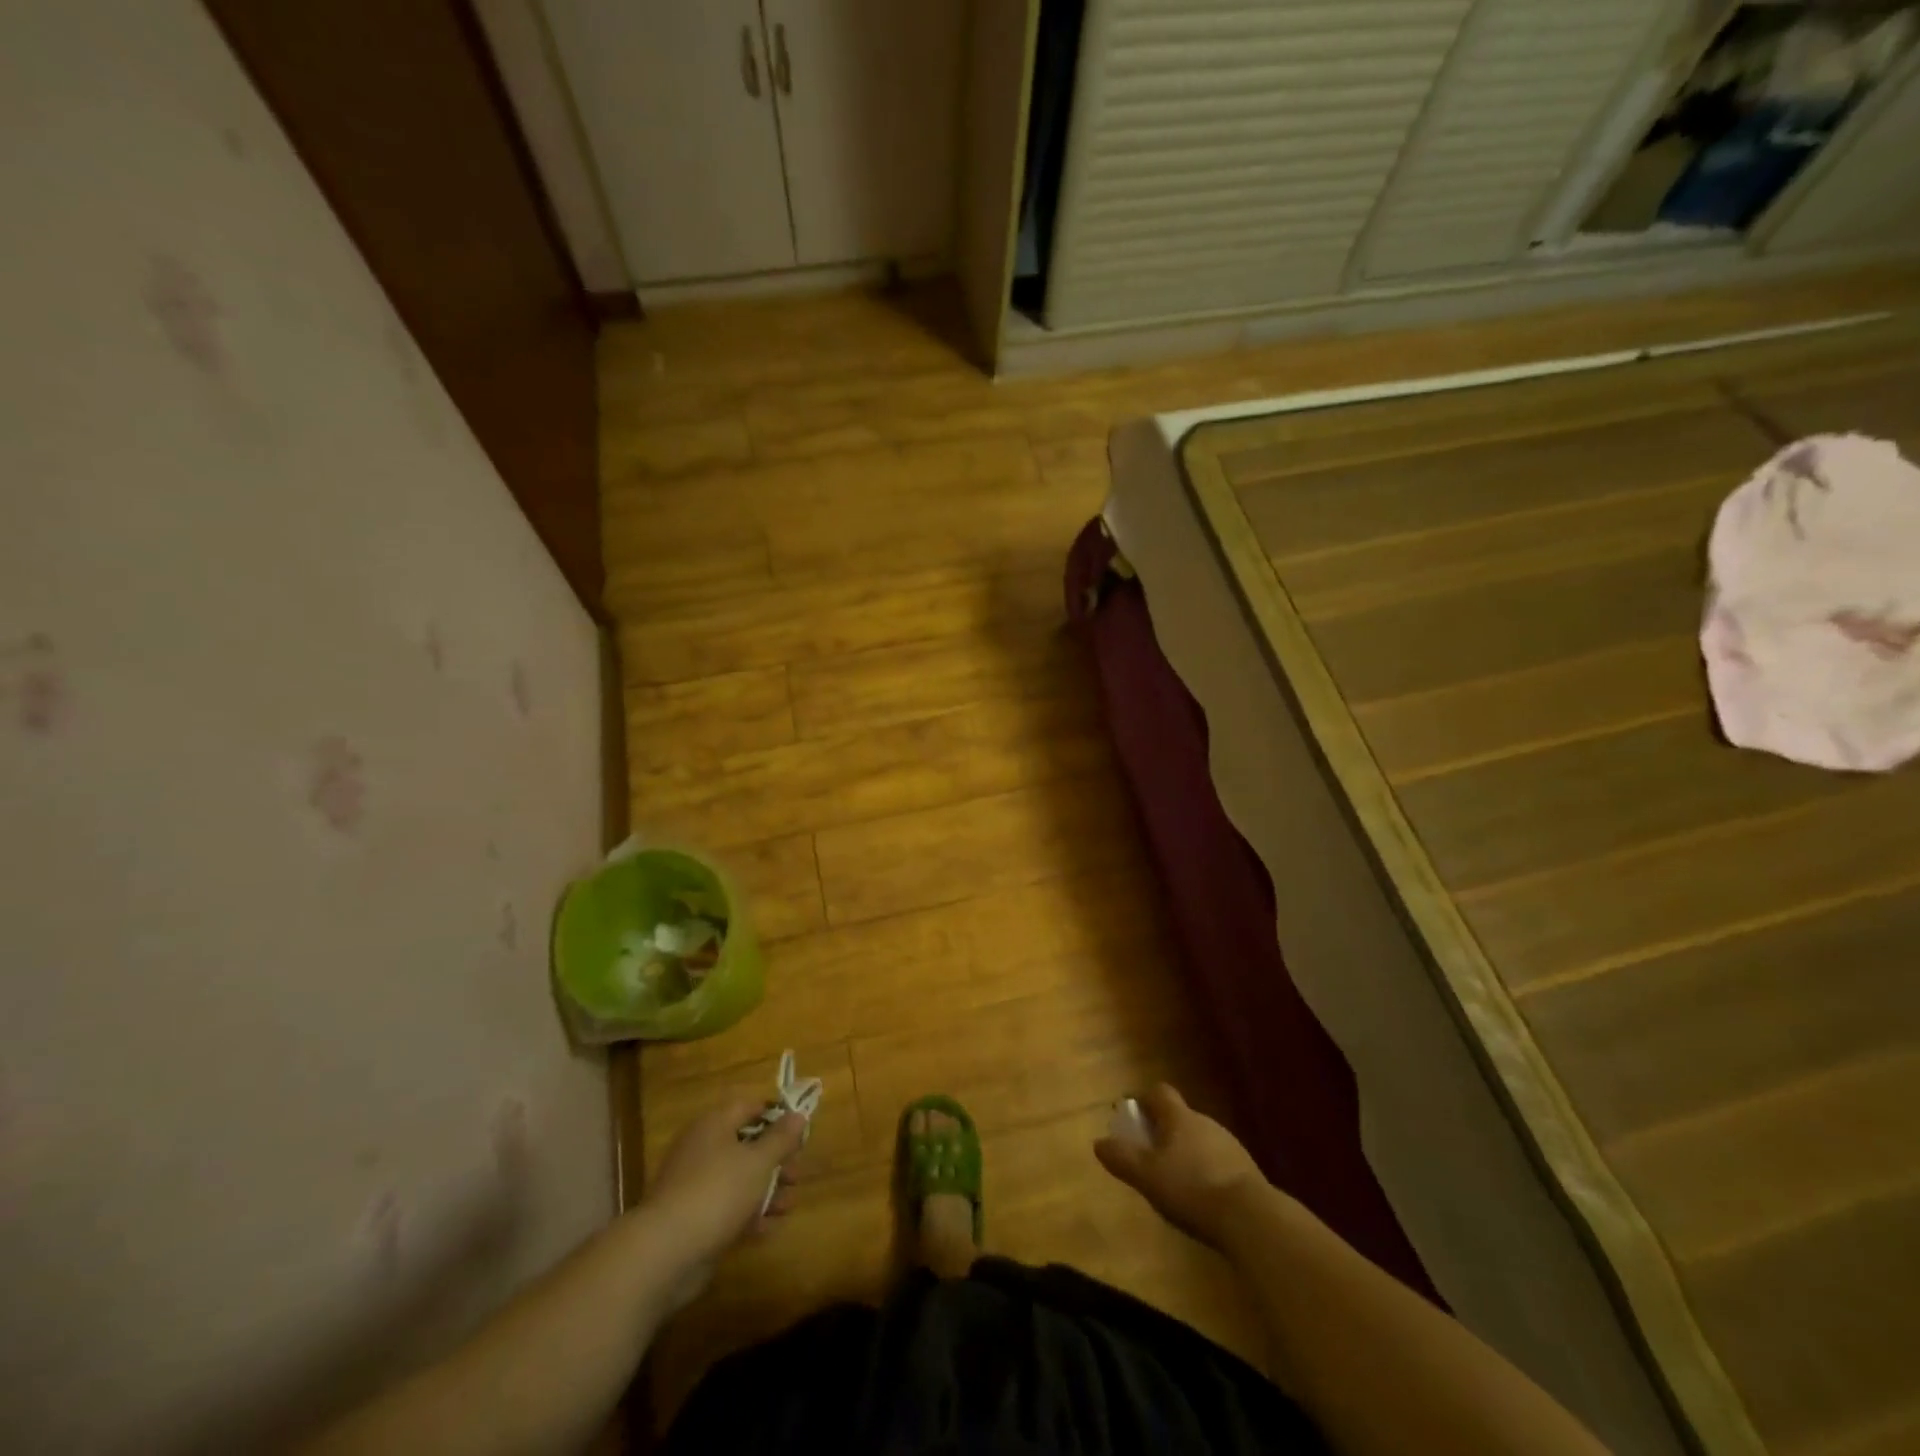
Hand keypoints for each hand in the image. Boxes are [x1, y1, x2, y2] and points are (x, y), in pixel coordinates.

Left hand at [643, 1097, 807, 1275]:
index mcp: (714, 1124)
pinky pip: (728, 1208)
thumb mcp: (758, 1161)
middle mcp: (703, 1149)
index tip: (800, 1130)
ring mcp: (695, 1185)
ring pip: (739, 1179)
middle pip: (746, 1144)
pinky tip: (770, 1227)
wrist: (665, 1252)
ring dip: (767, 1190)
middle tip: (797, 1173)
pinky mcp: (694, 1219)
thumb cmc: (717, 1191)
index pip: (749, 1107)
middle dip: (775, 1159)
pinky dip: (749, 1214)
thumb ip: (781, 1138)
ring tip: (789, 1204)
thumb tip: (798, 1114)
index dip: (776, 1114)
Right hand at [1094, 1084, 1268, 1249]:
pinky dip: (1204, 1171)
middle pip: (1179, 1116)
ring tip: (1173, 1181)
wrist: (1251, 1217)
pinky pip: (1217, 1161)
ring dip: (1185, 1152)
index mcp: (1179, 1117)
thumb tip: (1099, 1142)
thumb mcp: (1147, 1176)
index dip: (1143, 1099)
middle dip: (1162, 1131)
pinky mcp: (1246, 1170)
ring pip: (1199, 1140)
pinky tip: (1200, 1198)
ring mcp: (1229, 1145)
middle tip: (1148, 1155)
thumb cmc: (1192, 1188)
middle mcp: (1205, 1122)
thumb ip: (1122, 1158)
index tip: (1131, 1116)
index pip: (1159, 1092)